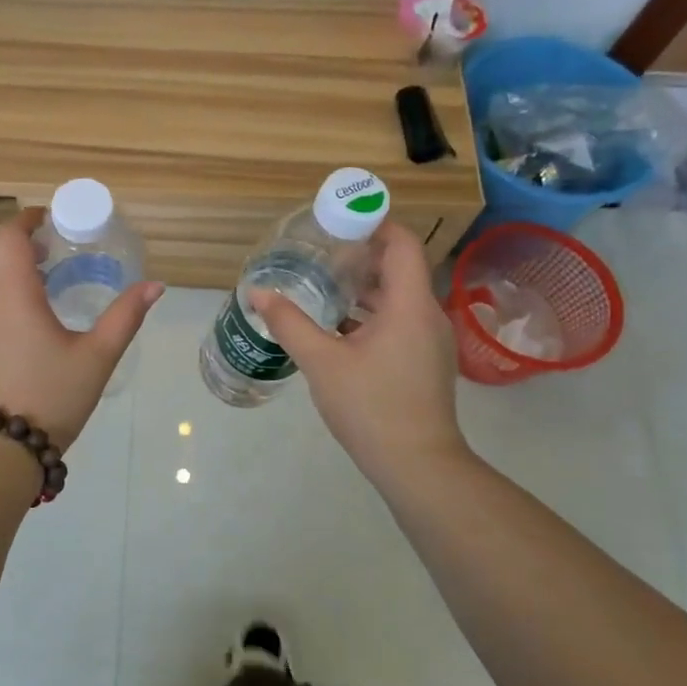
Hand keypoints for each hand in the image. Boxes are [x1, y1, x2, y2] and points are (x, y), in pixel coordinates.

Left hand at [0, 208, 164, 451]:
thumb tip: (155, 286)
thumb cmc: (51, 397)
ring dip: (5, 274)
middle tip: (50, 255)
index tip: (48, 220)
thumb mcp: (97, 357)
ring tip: (40, 290)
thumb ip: (125, 317)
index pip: (9, 236)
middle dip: (17, 246)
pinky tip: (20, 328)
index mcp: (13, 294)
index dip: (26, 220)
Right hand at [249, 223, 469, 489]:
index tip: (338, 220)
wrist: (417, 465)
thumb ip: (289, 322)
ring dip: (364, 286)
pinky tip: (337, 324)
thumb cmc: (371, 406)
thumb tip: (257, 292)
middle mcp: (426, 315)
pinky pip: (398, 320)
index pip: (402, 244)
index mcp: (409, 305)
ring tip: (322, 282)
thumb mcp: (321, 362)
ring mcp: (429, 340)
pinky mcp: (423, 361)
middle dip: (361, 254)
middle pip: (399, 268)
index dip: (375, 224)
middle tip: (319, 251)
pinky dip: (370, 312)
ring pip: (398, 296)